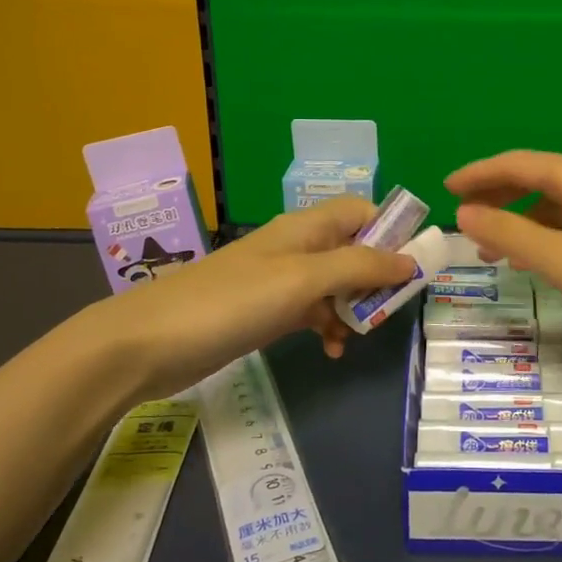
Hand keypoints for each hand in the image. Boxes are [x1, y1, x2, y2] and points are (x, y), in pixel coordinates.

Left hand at [79, 198, 417, 399]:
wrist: (150, 342)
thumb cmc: (233, 301)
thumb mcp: (304, 279)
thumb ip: (360, 266)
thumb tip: (411, 261)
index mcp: (307, 227)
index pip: (363, 212)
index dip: (391, 233)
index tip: (411, 268)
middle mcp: (297, 246)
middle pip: (353, 248)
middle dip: (376, 277)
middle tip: (387, 309)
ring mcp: (279, 279)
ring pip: (335, 283)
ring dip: (353, 306)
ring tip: (358, 335)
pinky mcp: (264, 311)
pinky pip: (311, 310)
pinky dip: (326, 325)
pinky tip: (329, 349)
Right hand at [446, 151, 561, 347]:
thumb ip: (510, 234)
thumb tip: (466, 211)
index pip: (517, 163)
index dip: (478, 174)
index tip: (446, 188)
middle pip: (540, 176)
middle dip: (500, 195)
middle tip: (466, 218)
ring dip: (526, 217)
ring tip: (497, 246)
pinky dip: (555, 228)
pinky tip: (546, 256)